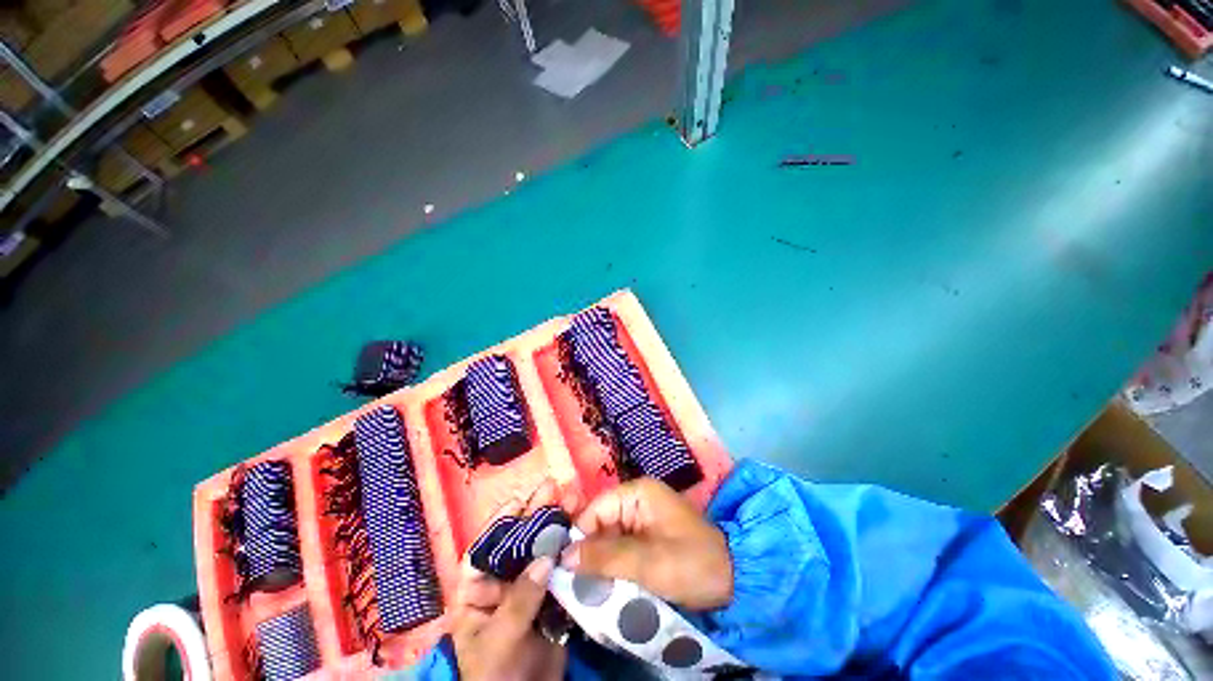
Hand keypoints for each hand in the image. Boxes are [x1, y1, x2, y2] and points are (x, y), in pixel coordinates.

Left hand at [451, 482, 567, 680]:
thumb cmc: (495, 678)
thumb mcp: (498, 642)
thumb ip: (520, 600)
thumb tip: (544, 558)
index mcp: (476, 591)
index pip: (484, 549)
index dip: (500, 522)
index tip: (520, 499)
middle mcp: (502, 582)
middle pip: (517, 542)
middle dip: (534, 515)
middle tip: (553, 488)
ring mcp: (528, 587)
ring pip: (541, 551)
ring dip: (557, 526)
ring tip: (573, 499)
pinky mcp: (551, 596)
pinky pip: (560, 569)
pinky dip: (570, 550)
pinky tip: (582, 529)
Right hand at [562, 477, 732, 610]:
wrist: (732, 578)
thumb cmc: (690, 562)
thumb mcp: (646, 562)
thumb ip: (604, 558)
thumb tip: (563, 556)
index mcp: (637, 493)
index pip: (595, 509)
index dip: (580, 536)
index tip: (566, 567)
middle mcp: (637, 500)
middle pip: (600, 523)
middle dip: (589, 552)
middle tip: (576, 584)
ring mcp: (643, 518)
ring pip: (608, 538)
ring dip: (600, 562)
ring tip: (588, 589)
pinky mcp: (647, 536)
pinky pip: (621, 548)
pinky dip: (613, 566)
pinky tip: (606, 585)